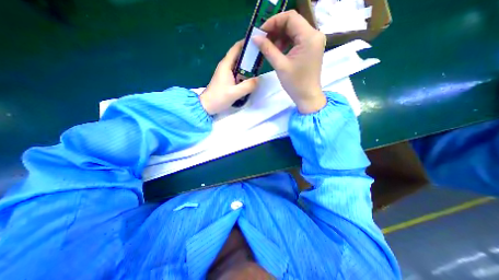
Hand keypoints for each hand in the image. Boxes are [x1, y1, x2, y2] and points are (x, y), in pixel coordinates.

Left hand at [201, 41, 259, 114]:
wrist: (207, 106)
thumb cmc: (219, 98)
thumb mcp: (235, 93)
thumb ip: (248, 86)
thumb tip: (258, 79)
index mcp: (226, 65)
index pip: (236, 48)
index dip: (245, 43)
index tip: (257, 43)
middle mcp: (225, 66)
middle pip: (238, 56)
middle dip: (249, 55)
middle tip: (261, 57)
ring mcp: (225, 73)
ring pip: (238, 65)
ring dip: (247, 65)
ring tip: (258, 67)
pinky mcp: (226, 79)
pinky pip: (237, 73)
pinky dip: (244, 73)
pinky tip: (250, 78)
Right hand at [254, 10, 327, 113]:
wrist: (307, 96)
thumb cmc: (295, 83)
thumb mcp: (280, 65)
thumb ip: (267, 49)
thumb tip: (255, 38)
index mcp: (309, 37)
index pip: (290, 17)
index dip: (273, 22)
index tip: (261, 32)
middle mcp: (314, 35)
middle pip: (292, 23)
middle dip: (276, 30)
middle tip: (263, 40)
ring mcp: (314, 41)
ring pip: (294, 31)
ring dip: (280, 37)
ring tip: (270, 48)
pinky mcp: (311, 48)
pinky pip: (297, 39)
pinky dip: (286, 43)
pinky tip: (278, 51)